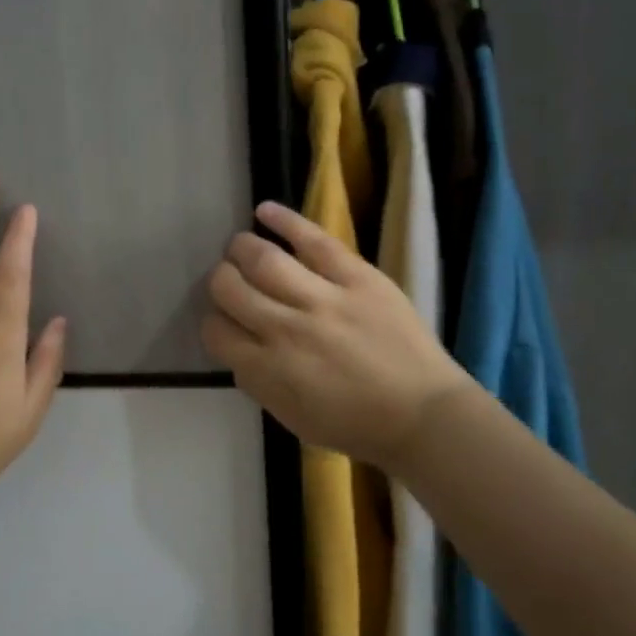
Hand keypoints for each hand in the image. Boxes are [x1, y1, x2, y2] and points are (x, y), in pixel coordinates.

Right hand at [203, 201, 470, 473]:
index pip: (217, 331)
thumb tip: (239, 348)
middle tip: (228, 280)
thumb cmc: (355, 425)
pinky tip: (263, 210)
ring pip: (263, 259)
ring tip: (240, 247)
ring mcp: (323, 299)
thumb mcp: (291, 418)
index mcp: (268, 370)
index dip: (213, 322)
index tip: (225, 320)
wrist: (423, 415)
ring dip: (242, 249)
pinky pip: (314, 240)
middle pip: (231, 288)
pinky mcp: (357, 277)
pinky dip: (285, 221)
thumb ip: (258, 381)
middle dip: (220, 280)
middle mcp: (285, 329)